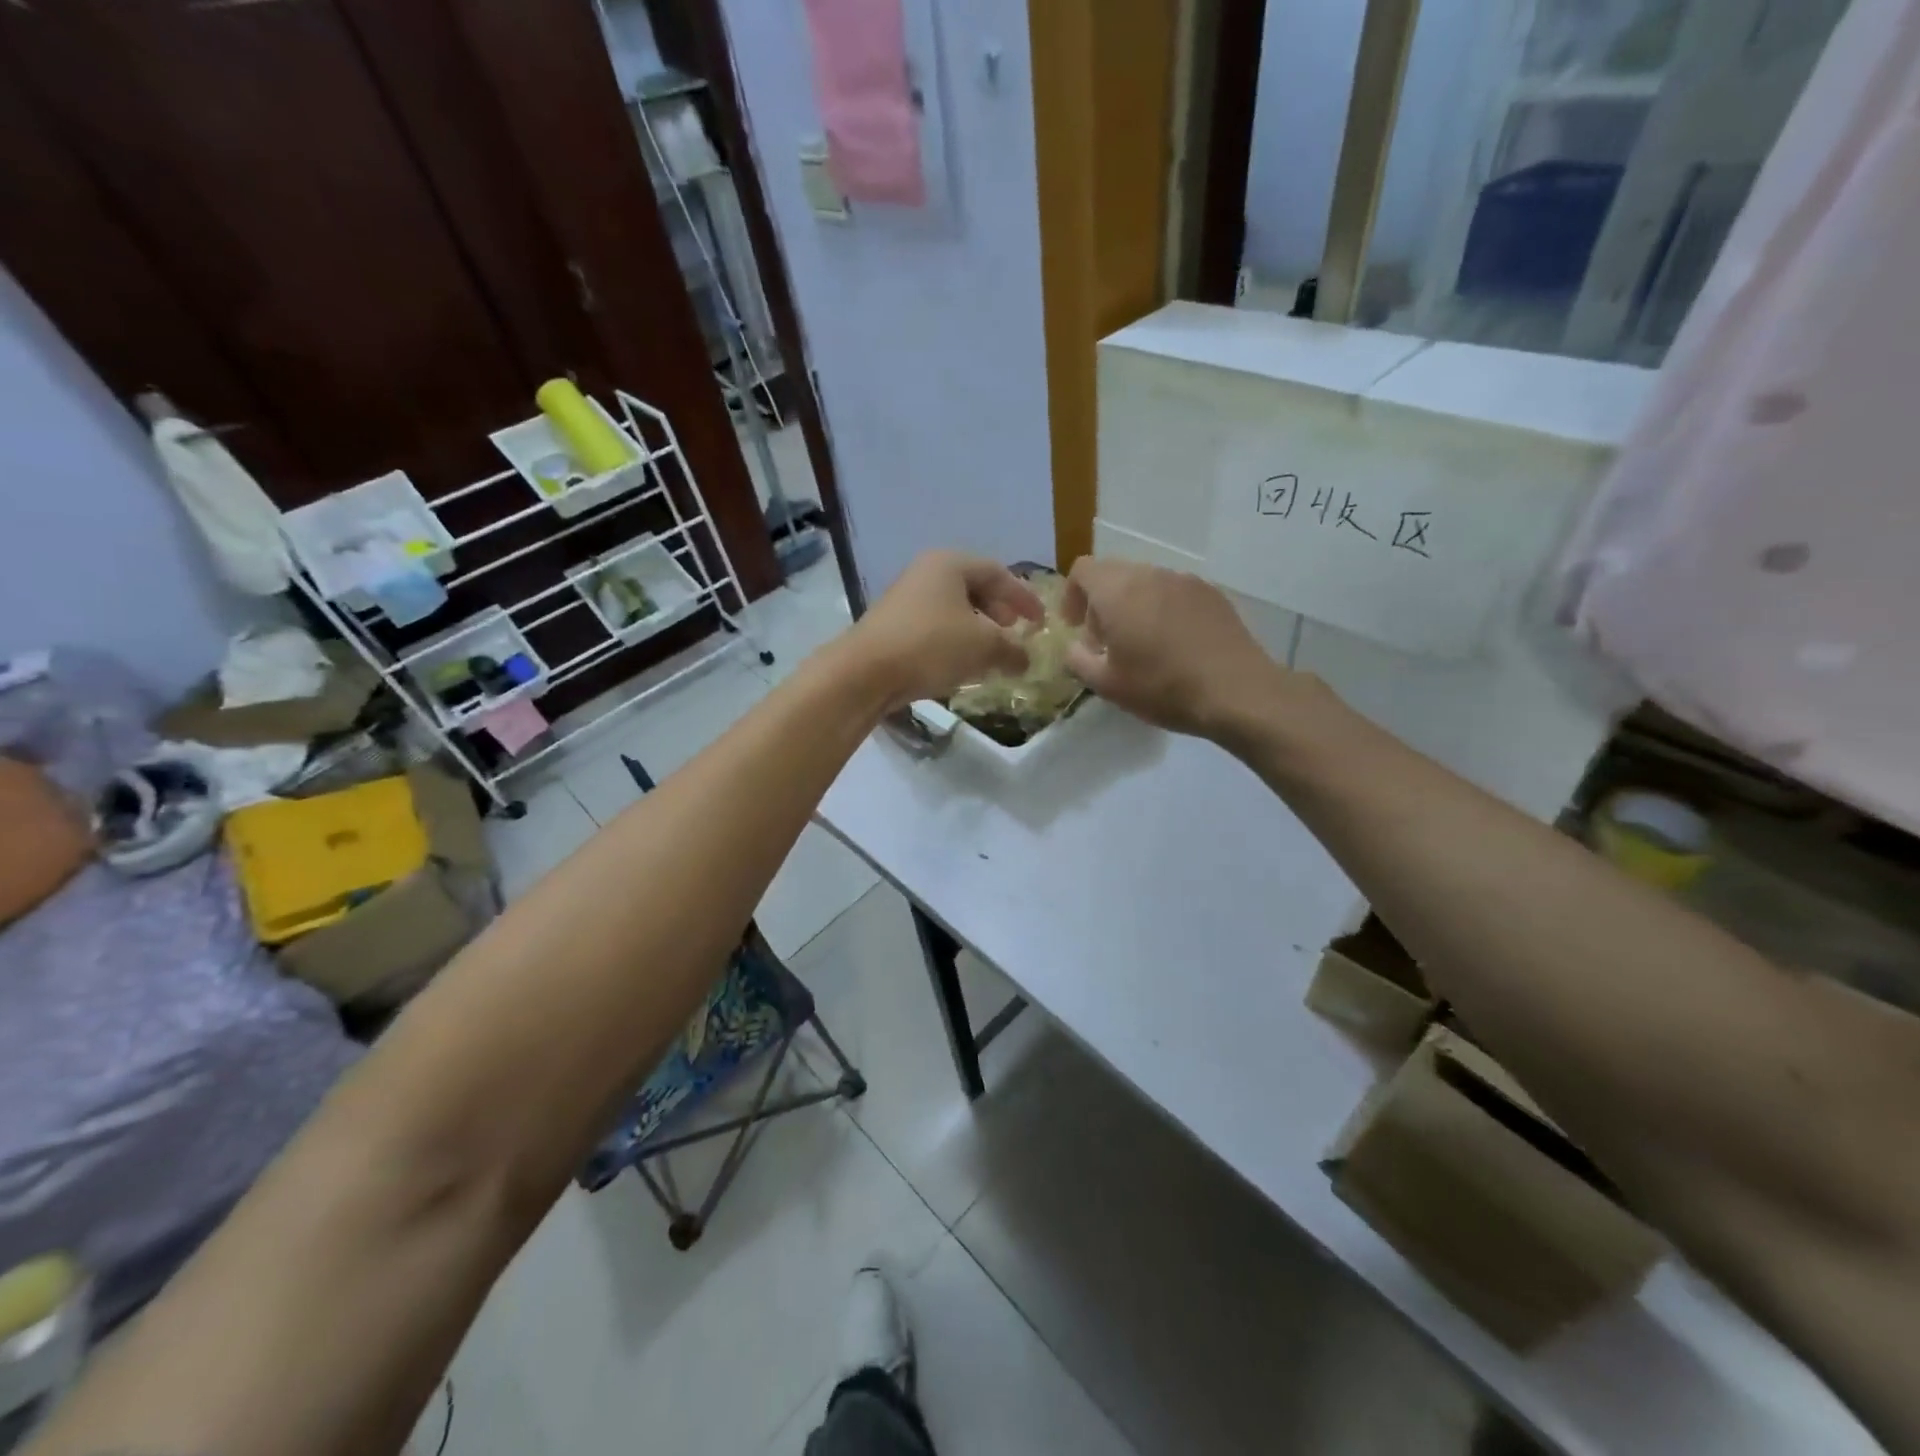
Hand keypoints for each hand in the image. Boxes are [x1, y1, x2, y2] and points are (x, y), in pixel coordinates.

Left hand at [847, 551, 1044, 710]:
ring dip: (977, 629)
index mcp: (950, 564)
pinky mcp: (892, 626)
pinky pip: (935, 627)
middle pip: (974, 587)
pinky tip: (962, 664)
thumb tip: (1026, 659)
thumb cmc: (931, 646)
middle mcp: (926, 573)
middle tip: (1014, 631)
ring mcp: (905, 599)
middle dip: (999, 610)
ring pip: (953, 609)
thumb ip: (1012, 650)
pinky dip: (955, 641)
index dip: (1024, 597)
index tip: (1040, 621)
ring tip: (991, 652)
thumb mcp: (983, 647)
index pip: (998, 573)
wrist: (865, 672)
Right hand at [1061, 557, 1283, 739]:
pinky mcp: (1212, 594)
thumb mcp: (1107, 684)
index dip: (1072, 595)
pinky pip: (1174, 593)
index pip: (1082, 570)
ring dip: (1133, 606)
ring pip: (1146, 583)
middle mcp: (1151, 575)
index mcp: (1118, 591)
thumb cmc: (1162, 687)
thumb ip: (1078, 660)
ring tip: (1142, 645)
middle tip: (1106, 641)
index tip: (1075, 627)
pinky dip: (1163, 610)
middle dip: (1101, 603)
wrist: (1237, 691)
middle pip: (1114, 574)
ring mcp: (1186, 581)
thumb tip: (1075, 648)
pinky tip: (1174, 645)